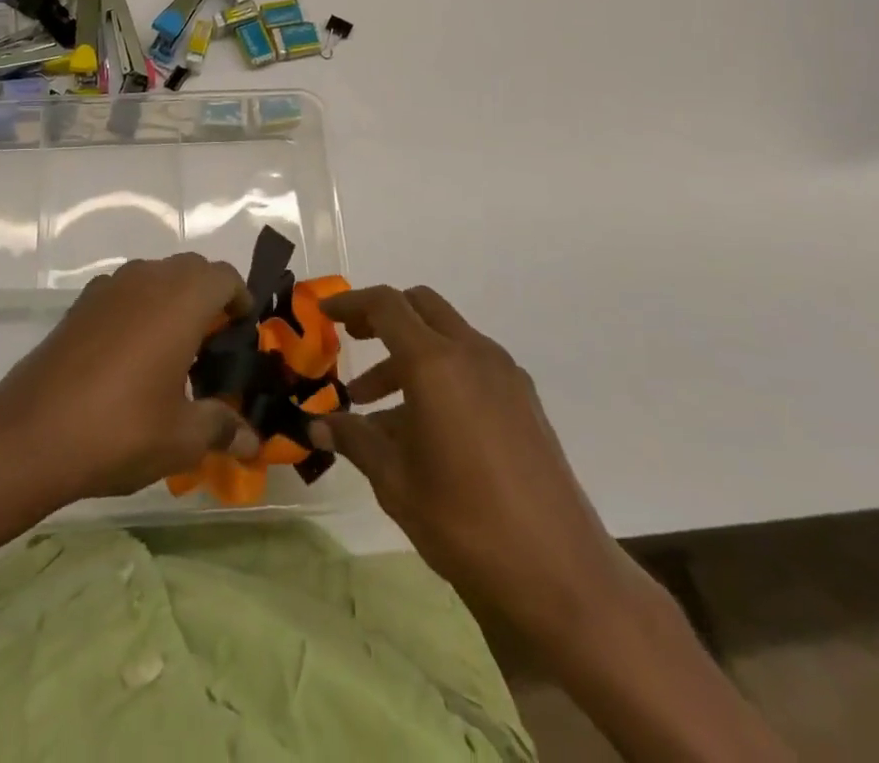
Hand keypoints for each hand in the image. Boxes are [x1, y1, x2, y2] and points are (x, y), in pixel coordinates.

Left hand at [0, 253, 261, 507]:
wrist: (30, 433)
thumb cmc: (120, 429)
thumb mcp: (182, 437)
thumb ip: (222, 428)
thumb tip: (253, 441)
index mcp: (181, 299)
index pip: (224, 277)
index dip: (241, 300)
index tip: (242, 335)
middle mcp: (147, 278)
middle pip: (191, 270)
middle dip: (209, 299)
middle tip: (213, 347)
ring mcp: (109, 287)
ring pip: (155, 277)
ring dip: (172, 301)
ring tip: (173, 353)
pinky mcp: (80, 304)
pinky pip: (125, 292)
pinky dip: (139, 309)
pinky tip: (131, 358)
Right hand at [310, 285, 636, 653]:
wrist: (562, 574)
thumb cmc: (465, 522)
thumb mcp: (395, 481)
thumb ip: (354, 440)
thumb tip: (317, 425)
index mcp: (435, 363)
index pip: (386, 306)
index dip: (350, 304)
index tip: (324, 315)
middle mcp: (472, 353)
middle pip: (420, 306)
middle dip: (382, 317)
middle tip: (353, 342)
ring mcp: (504, 374)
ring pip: (446, 335)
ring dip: (409, 352)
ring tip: (376, 405)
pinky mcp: (524, 399)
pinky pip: (471, 363)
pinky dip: (440, 372)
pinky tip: (424, 425)